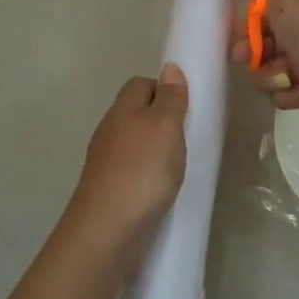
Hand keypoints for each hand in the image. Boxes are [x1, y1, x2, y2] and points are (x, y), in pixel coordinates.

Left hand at [66, 64, 189, 260]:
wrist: (107, 231)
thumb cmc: (141, 171)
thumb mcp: (164, 126)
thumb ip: (170, 98)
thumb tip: (170, 67)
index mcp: (121, 110)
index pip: (141, 84)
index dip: (166, 88)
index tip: (189, 107)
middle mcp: (110, 132)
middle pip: (138, 113)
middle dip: (164, 121)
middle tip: (191, 136)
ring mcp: (107, 164)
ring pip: (136, 144)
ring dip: (158, 150)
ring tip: (182, 164)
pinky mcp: (110, 191)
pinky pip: (135, 171)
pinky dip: (151, 175)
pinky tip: (165, 189)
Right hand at [229, 0, 298, 142]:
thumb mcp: (287, 4)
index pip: (267, 6)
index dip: (248, 18)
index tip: (237, 28)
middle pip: (264, 38)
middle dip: (251, 49)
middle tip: (244, 57)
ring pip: (268, 68)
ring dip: (268, 74)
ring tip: (281, 78)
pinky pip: (281, 91)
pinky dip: (285, 93)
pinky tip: (298, 93)